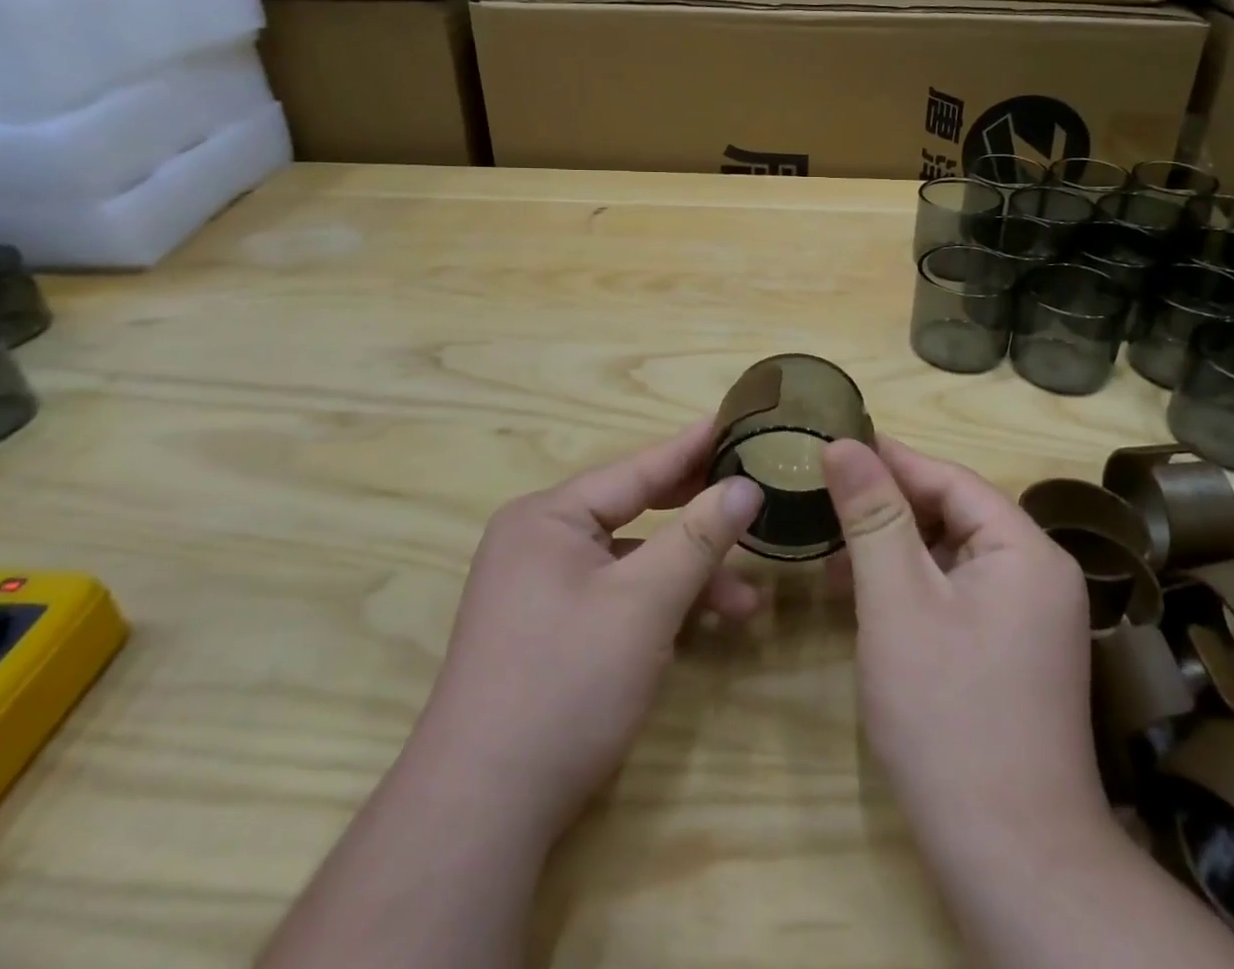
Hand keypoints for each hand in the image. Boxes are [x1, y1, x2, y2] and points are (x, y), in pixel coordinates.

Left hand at [412, 419, 762, 850]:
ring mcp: (539, 588)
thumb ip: (698, 538)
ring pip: (629, 562)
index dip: (692, 448)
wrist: (482, 811)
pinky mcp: (547, 631)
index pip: (636, 469)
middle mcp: (538, 540)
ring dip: (685, 576)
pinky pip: (614, 596)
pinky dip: (657, 606)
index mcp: (548, 517)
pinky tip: (700, 627)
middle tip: (751, 495)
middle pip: (633, 511)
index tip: (737, 421)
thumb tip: (746, 485)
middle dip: (695, 516)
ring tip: (746, 601)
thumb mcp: (644, 602)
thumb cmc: (566, 683)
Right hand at [822, 438, 1110, 859]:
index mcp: (1026, 550)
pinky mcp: (1013, 653)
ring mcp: (1030, 618)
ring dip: (894, 546)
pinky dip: (911, 585)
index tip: (832, 442)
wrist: (1011, 859)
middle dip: (887, 505)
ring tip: (832, 544)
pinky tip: (866, 594)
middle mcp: (1039, 574)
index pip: (950, 478)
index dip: (890, 459)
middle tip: (823, 495)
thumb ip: (872, 515)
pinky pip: (957, 593)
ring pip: (951, 555)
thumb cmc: (947, 714)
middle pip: (954, 514)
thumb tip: (844, 443)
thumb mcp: (896, 601)